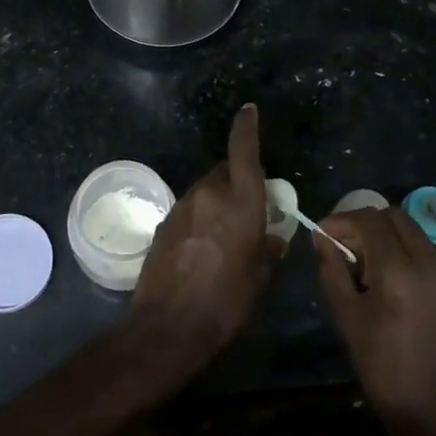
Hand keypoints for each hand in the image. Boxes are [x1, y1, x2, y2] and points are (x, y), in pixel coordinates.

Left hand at [128, 104, 277, 378]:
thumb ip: (268, 249)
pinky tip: (204, 246)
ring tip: (227, 232)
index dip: (247, 128)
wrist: (168, 325)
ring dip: (218, 200)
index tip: (248, 110)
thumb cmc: (226, 302)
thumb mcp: (259, 278)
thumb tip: (272, 238)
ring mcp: (182, 206)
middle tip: (250, 205)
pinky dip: (201, 216)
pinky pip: (190, 209)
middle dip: (237, 179)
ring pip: (206, 189)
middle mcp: (209, 194)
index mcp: (240, 202)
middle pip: (224, 171)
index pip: (244, 152)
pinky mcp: (164, 222)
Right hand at [314, 206, 435, 435]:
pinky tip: (397, 289)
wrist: (435, 417)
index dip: (342, 220)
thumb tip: (322, 237)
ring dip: (389, 241)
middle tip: (348, 247)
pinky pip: (432, 259)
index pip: (369, 220)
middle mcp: (432, 266)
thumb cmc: (382, 369)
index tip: (325, 234)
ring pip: (416, 236)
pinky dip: (409, 260)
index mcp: (399, 273)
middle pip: (397, 218)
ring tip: (370, 270)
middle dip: (367, 224)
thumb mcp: (347, 317)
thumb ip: (332, 269)